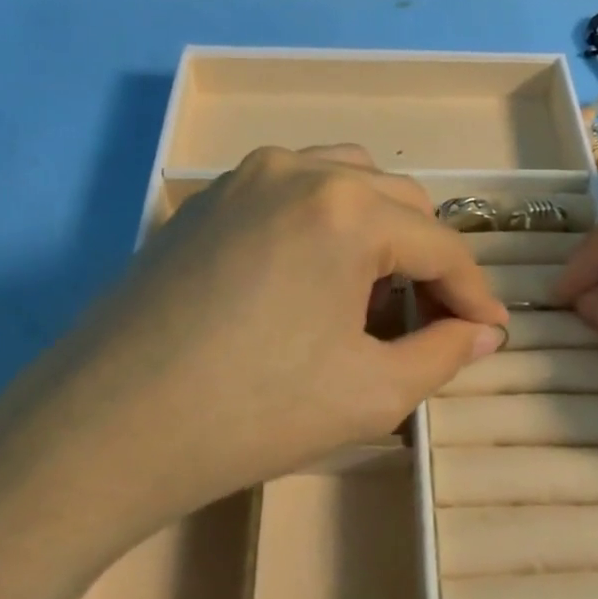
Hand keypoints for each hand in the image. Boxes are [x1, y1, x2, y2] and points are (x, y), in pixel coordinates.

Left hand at [48, 142, 508, 528]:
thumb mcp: (371, 393)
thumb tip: (486, 333)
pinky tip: (312, 280)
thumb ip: (445, 354)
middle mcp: (299, 169)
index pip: (439, 244)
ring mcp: (245, 177)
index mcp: (346, 208)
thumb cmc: (251, 414)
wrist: (105, 429)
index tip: (492, 332)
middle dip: (427, 259)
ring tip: (373, 293)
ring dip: (378, 230)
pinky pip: (292, 192)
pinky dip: (325, 223)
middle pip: (399, 201)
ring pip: (347, 181)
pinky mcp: (207, 199)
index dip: (474, 293)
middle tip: (430, 321)